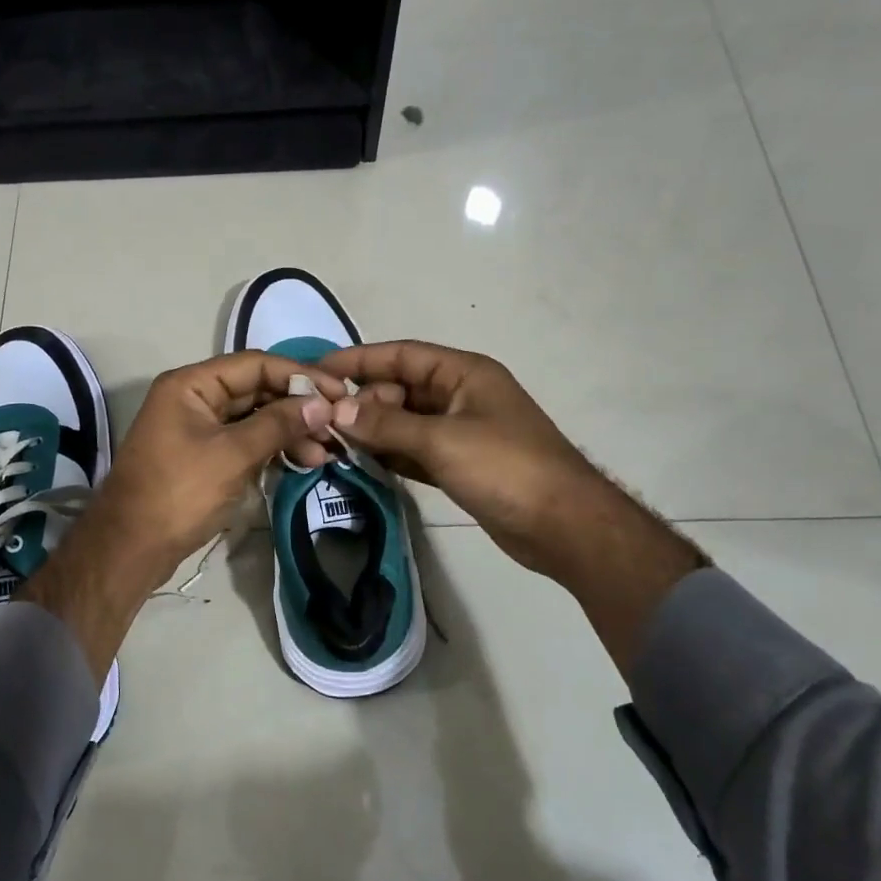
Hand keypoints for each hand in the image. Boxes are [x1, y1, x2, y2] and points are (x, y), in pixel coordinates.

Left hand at [21, 351, 341, 681]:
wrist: (131, 547)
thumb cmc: (180, 493)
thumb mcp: (233, 455)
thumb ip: (278, 424)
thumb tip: (322, 404)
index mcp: (192, 384)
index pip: (255, 365)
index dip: (300, 375)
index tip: (339, 393)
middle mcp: (194, 398)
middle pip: (256, 389)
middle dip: (297, 407)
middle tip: (337, 426)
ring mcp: (198, 428)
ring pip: (253, 418)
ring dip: (289, 431)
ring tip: (325, 453)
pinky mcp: (204, 456)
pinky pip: (245, 441)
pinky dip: (272, 449)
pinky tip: (302, 461)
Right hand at [319, 340, 707, 674]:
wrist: (563, 526)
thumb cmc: (506, 469)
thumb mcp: (442, 441)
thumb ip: (386, 425)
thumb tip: (335, 411)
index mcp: (463, 374)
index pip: (402, 355)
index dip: (359, 359)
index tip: (318, 369)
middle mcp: (460, 396)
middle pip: (400, 388)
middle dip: (363, 401)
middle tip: (325, 422)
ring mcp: (461, 431)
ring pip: (404, 421)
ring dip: (372, 429)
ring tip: (332, 441)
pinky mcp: (459, 464)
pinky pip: (414, 449)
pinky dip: (390, 453)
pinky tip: (361, 460)